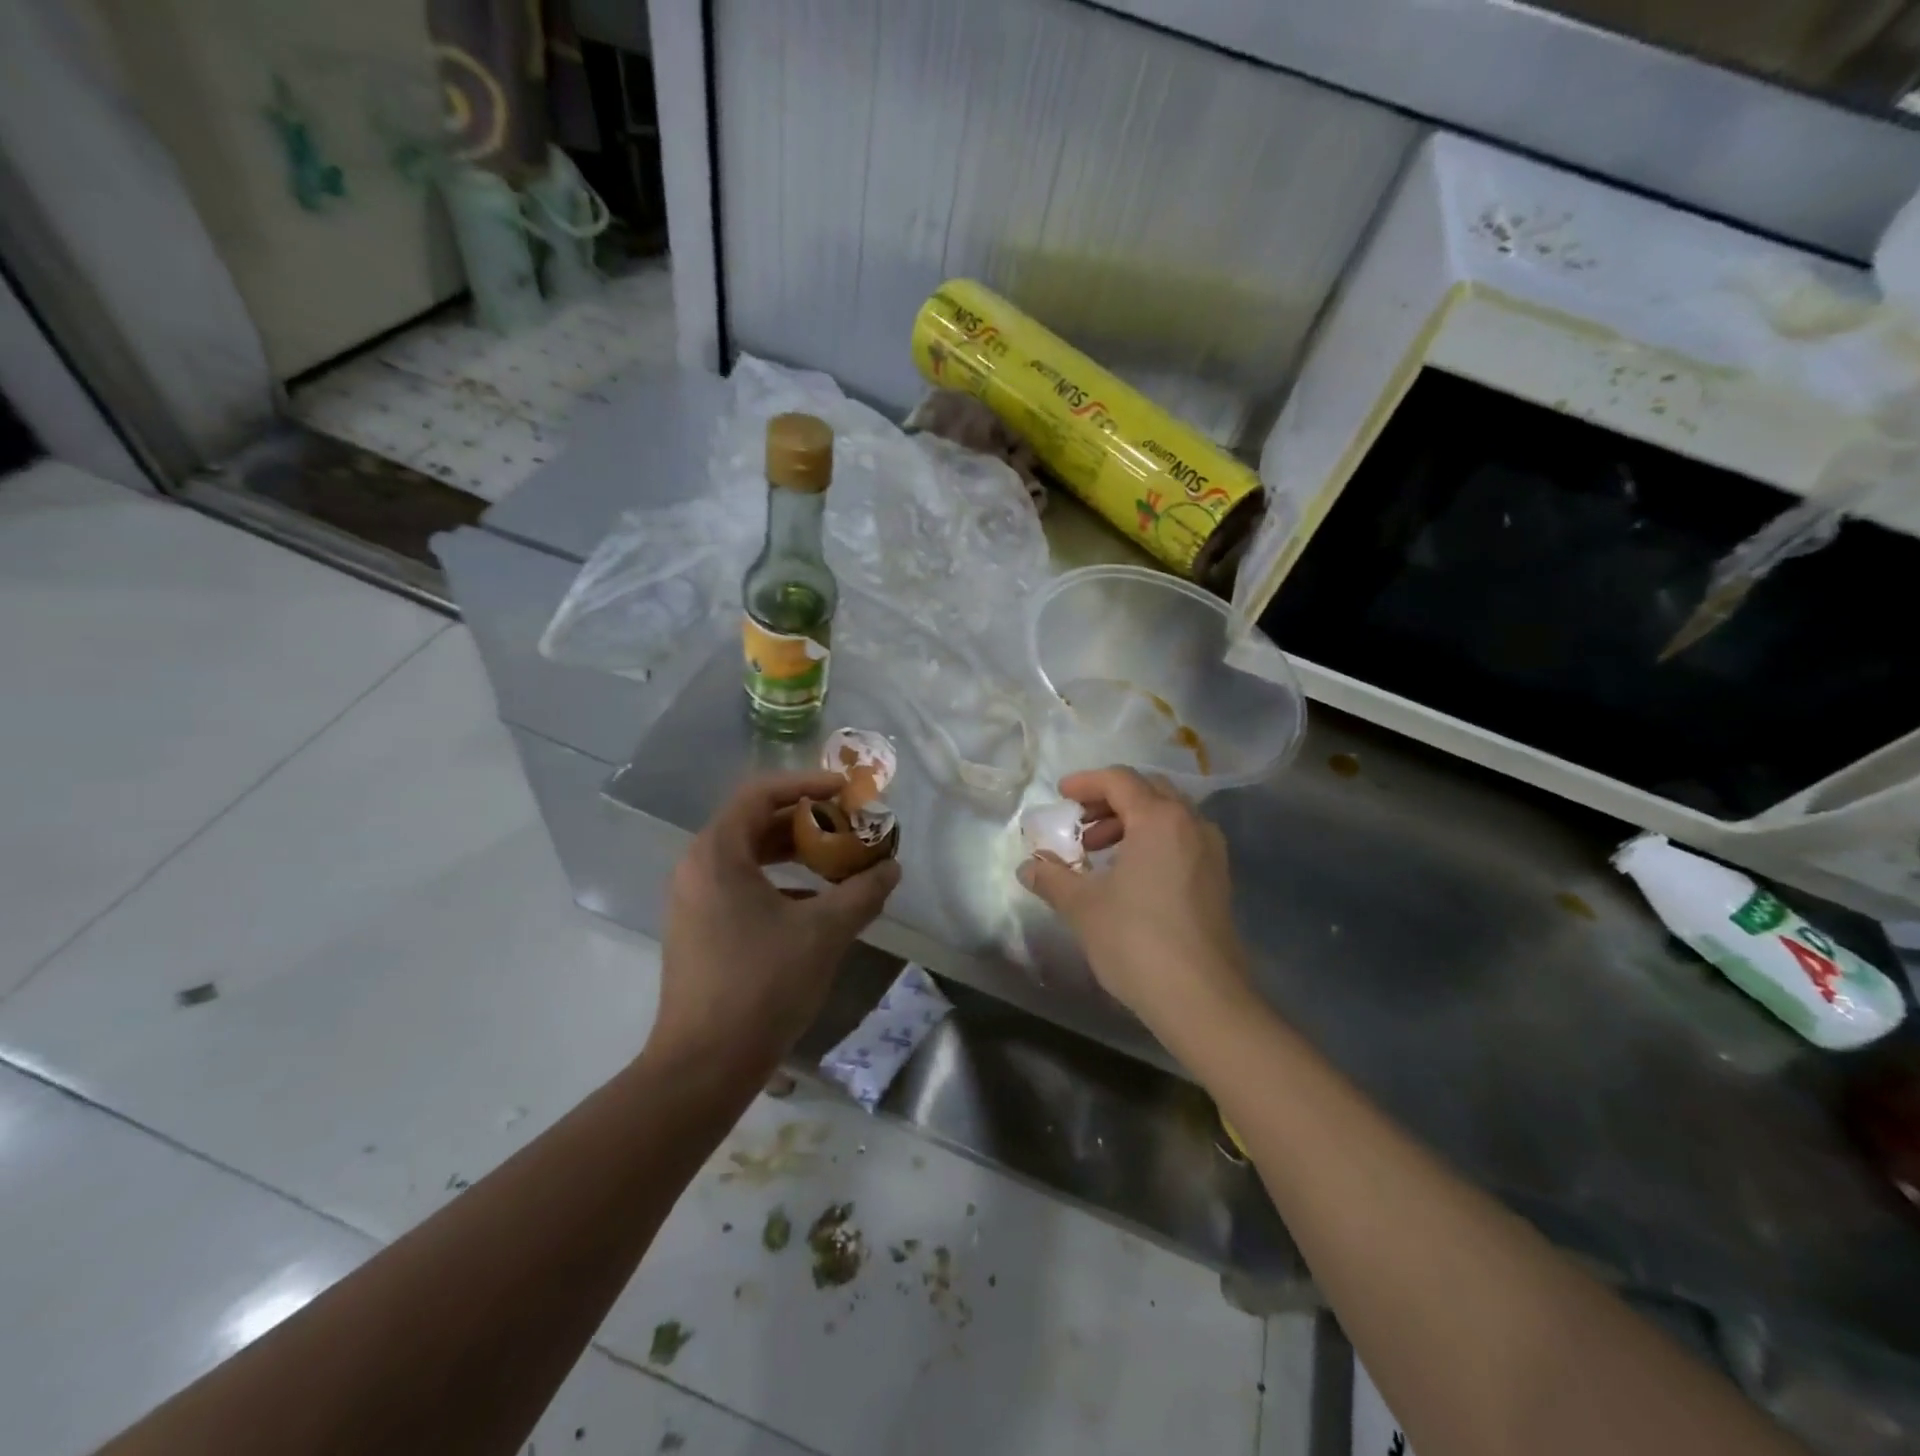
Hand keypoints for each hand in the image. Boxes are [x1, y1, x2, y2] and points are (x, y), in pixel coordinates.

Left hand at [649, 772, 900, 1076]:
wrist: (704, 1066)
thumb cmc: (762, 985)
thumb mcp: (824, 932)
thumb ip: (862, 892)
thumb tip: (891, 868)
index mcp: (717, 853)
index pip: (760, 793)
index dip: (807, 784)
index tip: (846, 792)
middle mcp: (697, 867)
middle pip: (755, 822)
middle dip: (807, 820)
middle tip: (849, 826)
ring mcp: (693, 901)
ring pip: (749, 857)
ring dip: (795, 853)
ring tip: (839, 862)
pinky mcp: (699, 929)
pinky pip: (741, 886)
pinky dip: (780, 883)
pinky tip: (815, 905)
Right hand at [1018, 767, 1252, 1040]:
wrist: (1202, 999)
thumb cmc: (1137, 941)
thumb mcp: (1083, 906)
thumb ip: (1052, 877)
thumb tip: (1028, 866)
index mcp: (1159, 819)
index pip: (1120, 780)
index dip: (1086, 782)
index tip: (1060, 796)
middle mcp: (1191, 824)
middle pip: (1148, 790)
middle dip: (1109, 801)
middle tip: (1079, 824)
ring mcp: (1211, 852)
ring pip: (1167, 816)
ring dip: (1130, 822)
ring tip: (1097, 853)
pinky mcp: (1218, 879)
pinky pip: (1181, 840)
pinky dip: (1151, 841)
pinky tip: (1129, 875)